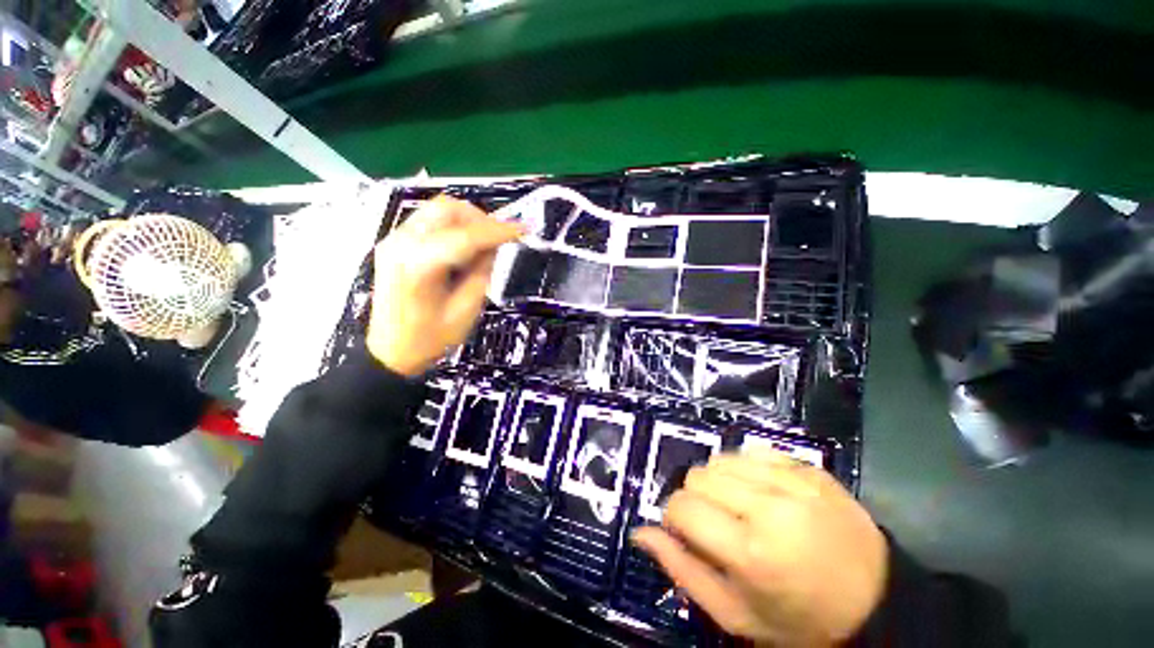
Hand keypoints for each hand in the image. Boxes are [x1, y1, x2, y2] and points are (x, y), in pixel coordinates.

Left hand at [366, 196, 522, 376]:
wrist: (390, 352)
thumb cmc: (430, 339)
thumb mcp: (466, 309)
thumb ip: (481, 272)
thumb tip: (492, 246)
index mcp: (419, 266)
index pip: (466, 236)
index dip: (498, 231)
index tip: (523, 229)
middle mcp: (401, 244)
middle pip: (447, 209)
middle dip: (480, 219)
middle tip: (499, 239)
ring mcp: (394, 240)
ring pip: (437, 210)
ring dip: (467, 221)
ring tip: (483, 245)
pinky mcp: (394, 244)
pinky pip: (429, 221)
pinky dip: (452, 227)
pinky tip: (464, 248)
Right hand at [633, 452, 887, 646]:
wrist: (878, 602)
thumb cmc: (800, 620)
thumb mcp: (735, 614)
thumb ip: (682, 570)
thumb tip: (641, 533)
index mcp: (751, 553)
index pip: (682, 507)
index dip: (675, 518)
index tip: (688, 533)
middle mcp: (770, 508)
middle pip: (698, 476)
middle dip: (697, 499)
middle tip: (718, 524)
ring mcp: (793, 482)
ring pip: (721, 460)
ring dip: (719, 482)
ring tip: (740, 508)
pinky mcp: (808, 468)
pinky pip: (752, 452)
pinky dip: (745, 470)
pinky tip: (761, 493)